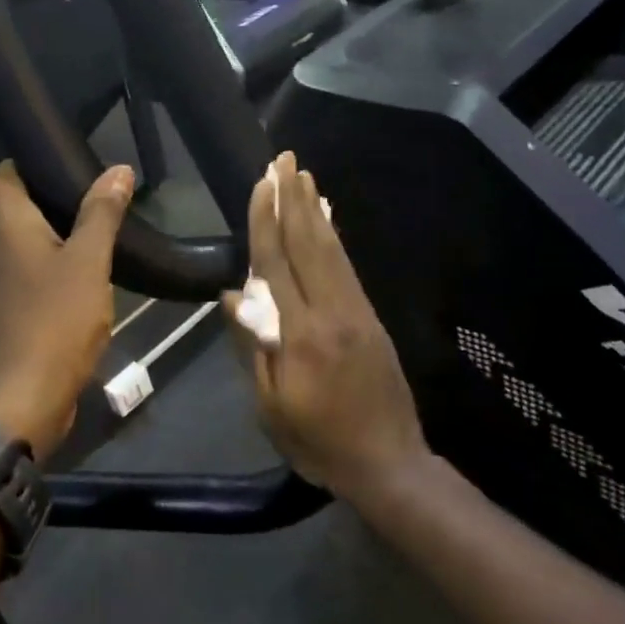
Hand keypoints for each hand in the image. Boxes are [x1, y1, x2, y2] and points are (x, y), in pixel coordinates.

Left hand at [0, 161, 133, 460]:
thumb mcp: (89, 261)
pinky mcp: (0, 311)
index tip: (64, 161)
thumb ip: (102, 213)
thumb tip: (118, 169)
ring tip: (90, 231)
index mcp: (2, 227)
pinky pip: (21, 273)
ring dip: (48, 235)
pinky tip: (77, 274)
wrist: (27, 396)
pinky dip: (44, 266)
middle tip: (89, 194)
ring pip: (17, 242)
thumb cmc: (57, 319)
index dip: (26, 162)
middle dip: (46, 198)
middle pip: (10, 208)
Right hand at [223, 153, 426, 499]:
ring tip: (303, 176)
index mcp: (300, 335)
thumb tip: (234, 295)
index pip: (276, 265)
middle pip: (308, 244)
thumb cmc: (319, 442)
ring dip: (315, 210)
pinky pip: (347, 267)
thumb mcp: (271, 407)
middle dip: (293, 198)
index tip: (260, 184)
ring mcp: (356, 312)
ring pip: (331, 250)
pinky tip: (326, 220)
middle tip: (285, 159)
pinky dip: (333, 237)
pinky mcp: (370, 318)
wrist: (389, 464)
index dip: (265, 221)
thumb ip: (254, 347)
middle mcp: (331, 312)